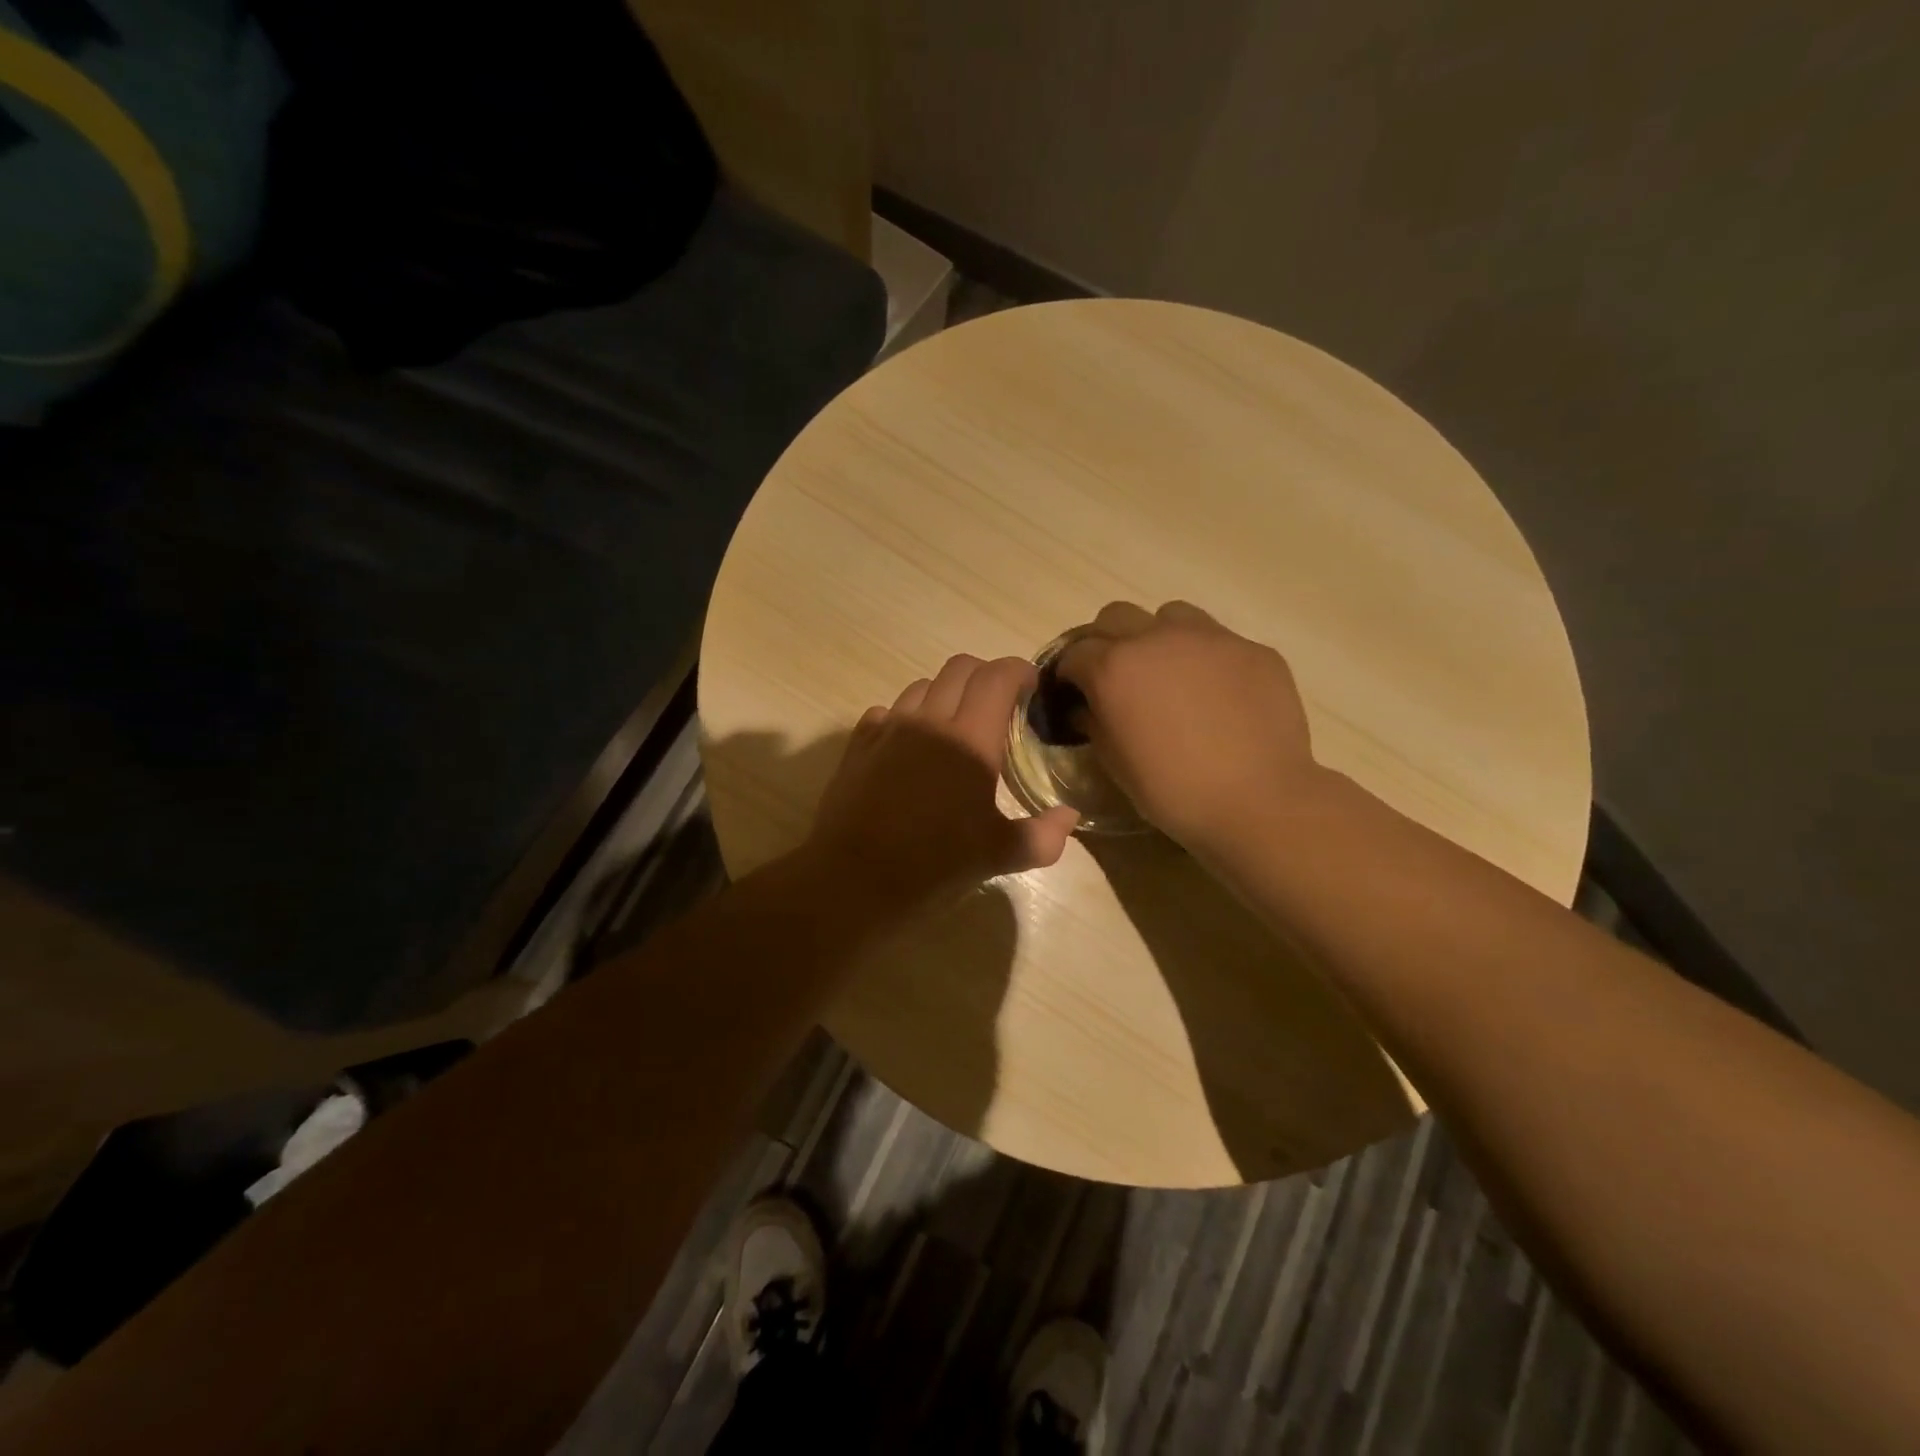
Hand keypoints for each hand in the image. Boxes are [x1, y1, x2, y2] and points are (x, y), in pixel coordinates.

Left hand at [806, 655, 1080, 918]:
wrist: (854, 878)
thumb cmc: (934, 864)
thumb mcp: (999, 856)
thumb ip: (1042, 835)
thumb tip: (1069, 816)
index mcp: (971, 739)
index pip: (998, 677)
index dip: (1019, 671)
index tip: (1031, 686)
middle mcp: (929, 721)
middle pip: (960, 668)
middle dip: (985, 675)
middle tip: (998, 704)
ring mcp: (889, 728)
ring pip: (922, 685)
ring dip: (945, 693)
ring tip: (954, 724)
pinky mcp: (859, 744)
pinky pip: (887, 711)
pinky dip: (906, 716)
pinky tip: (909, 745)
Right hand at [1056, 601, 1323, 853]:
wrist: (1258, 801)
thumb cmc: (1173, 790)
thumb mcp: (1115, 764)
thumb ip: (1094, 724)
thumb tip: (1086, 708)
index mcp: (1114, 668)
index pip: (1075, 652)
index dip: (1069, 672)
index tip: (1072, 692)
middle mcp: (1157, 639)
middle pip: (1116, 616)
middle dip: (1106, 641)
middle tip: (1115, 677)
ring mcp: (1210, 638)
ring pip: (1170, 616)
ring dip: (1158, 637)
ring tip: (1168, 674)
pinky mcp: (1253, 649)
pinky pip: (1218, 641)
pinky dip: (1205, 659)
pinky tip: (1217, 694)